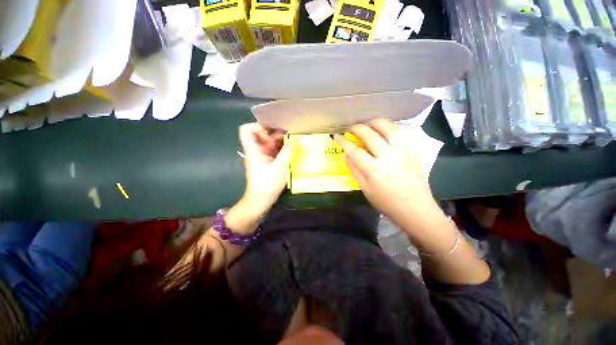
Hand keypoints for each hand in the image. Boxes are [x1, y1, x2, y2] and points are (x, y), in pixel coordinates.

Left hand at [239, 123, 291, 217]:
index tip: (273, 131)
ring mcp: (262, 156)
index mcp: (254, 150)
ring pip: (269, 142)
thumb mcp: (279, 168)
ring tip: (294, 142)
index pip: (247, 129)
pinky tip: (292, 151)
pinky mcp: (267, 162)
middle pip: (261, 134)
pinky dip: (282, 149)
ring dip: (281, 141)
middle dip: (275, 132)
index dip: (259, 126)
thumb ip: (287, 152)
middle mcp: (256, 150)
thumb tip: (294, 140)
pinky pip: (274, 150)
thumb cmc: (267, 185)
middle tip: (289, 135)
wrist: (260, 200)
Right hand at [334, 119, 439, 228]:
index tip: (336, 135)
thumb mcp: (365, 190)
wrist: (415, 208)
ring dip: (376, 122)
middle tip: (351, 128)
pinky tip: (385, 129)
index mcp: (374, 170)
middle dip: (357, 128)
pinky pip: (402, 132)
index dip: (343, 141)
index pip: (355, 151)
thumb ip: (354, 171)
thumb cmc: (387, 202)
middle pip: (370, 135)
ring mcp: (403, 152)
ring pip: (389, 128)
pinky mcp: (413, 151)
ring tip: (368, 123)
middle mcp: (389, 157)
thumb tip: (346, 155)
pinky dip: (391, 127)